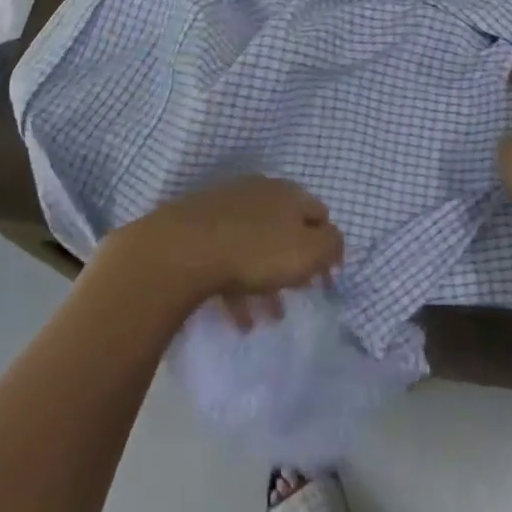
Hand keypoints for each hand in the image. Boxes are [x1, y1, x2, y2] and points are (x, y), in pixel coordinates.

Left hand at [110, 176, 344, 322]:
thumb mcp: (310, 251)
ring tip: (266, 319)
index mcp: (288, 192)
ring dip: (264, 282)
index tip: (324, 278)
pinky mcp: (194, 227)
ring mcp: (222, 207)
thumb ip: (332, 246)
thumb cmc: (255, 251)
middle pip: (284, 230)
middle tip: (296, 296)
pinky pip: (224, 258)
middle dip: (292, 266)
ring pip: (253, 247)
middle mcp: (257, 192)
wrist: (179, 250)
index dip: (327, 247)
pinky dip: (234, 286)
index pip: (319, 215)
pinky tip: (236, 318)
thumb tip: (332, 243)